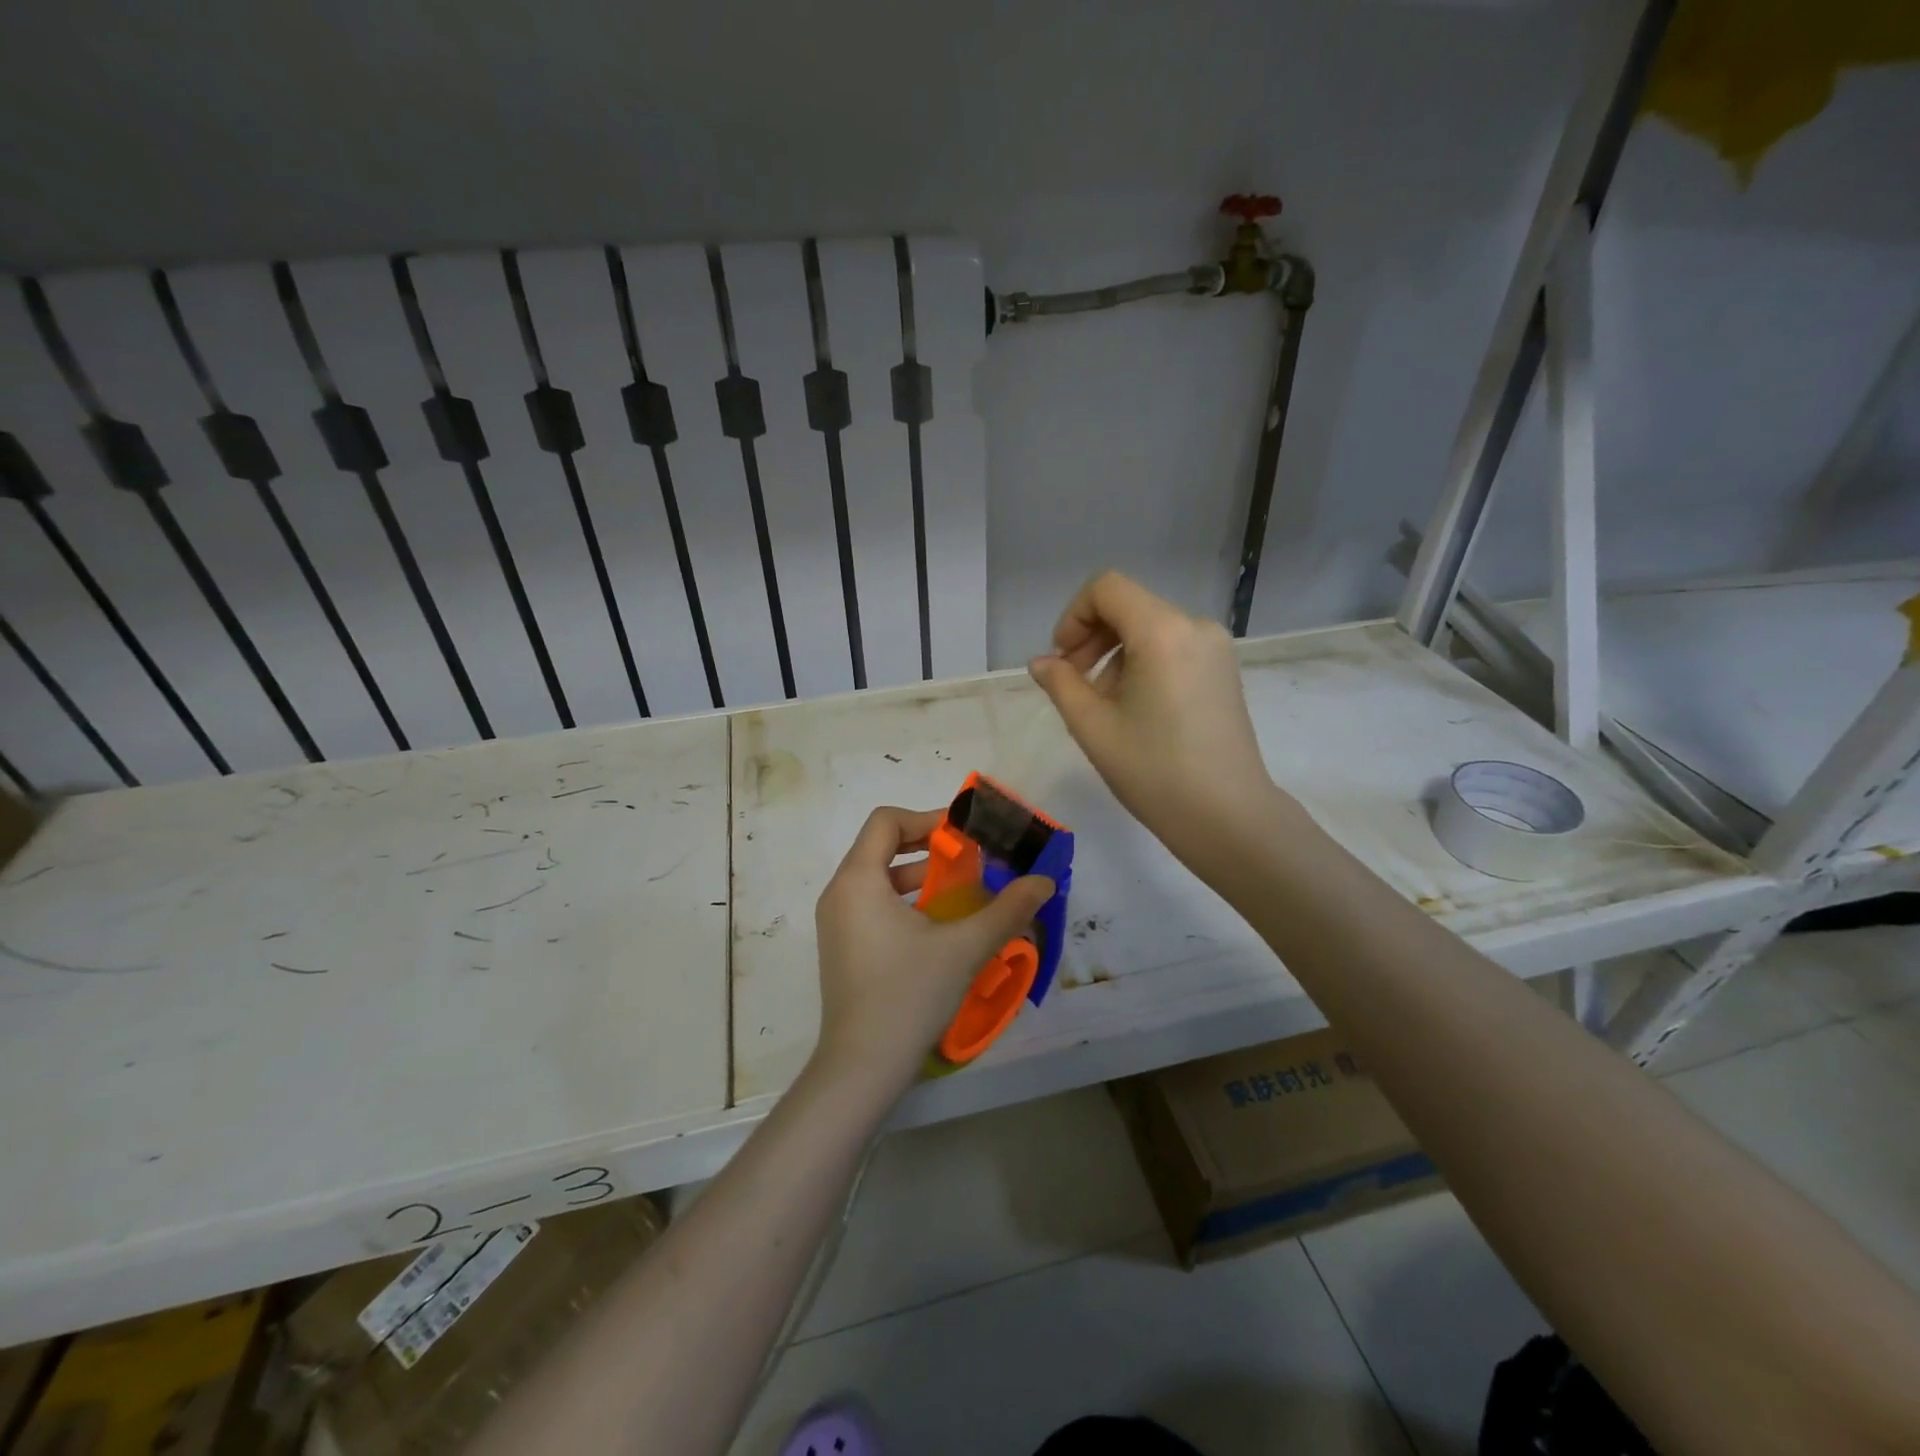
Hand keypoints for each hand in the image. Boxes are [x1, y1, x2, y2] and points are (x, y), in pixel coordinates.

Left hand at [812, 806, 1054, 1098]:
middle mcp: (839, 893)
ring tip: (957, 891)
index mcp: (858, 880)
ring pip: (876, 877)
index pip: (886, 821)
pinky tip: (936, 926)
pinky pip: (870, 904)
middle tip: (967, 859)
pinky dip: (902, 900)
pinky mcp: (841, 947)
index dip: (926, 819)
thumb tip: (1044, 882)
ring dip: (916, 874)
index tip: (963, 838)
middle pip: (880, 846)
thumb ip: (1007, 910)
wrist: (862, 1067)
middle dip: (926, 846)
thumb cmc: (909, 995)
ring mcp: (835, 923)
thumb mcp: (964, 948)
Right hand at [1028, 570, 1279, 862]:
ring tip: (1105, 706)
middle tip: (1073, 684)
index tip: (1062, 660)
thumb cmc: (1154, 772)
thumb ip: (1061, 684)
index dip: (1073, 616)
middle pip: (1129, 606)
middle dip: (1092, 637)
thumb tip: (1041, 663)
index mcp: (1162, 632)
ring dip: (1116, 654)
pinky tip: (1136, 709)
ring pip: (1150, 628)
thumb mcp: (1093, 727)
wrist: (1227, 816)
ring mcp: (1216, 648)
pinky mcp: (1224, 671)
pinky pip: (1173, 647)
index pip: (1106, 589)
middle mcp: (1195, 626)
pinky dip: (1144, 663)